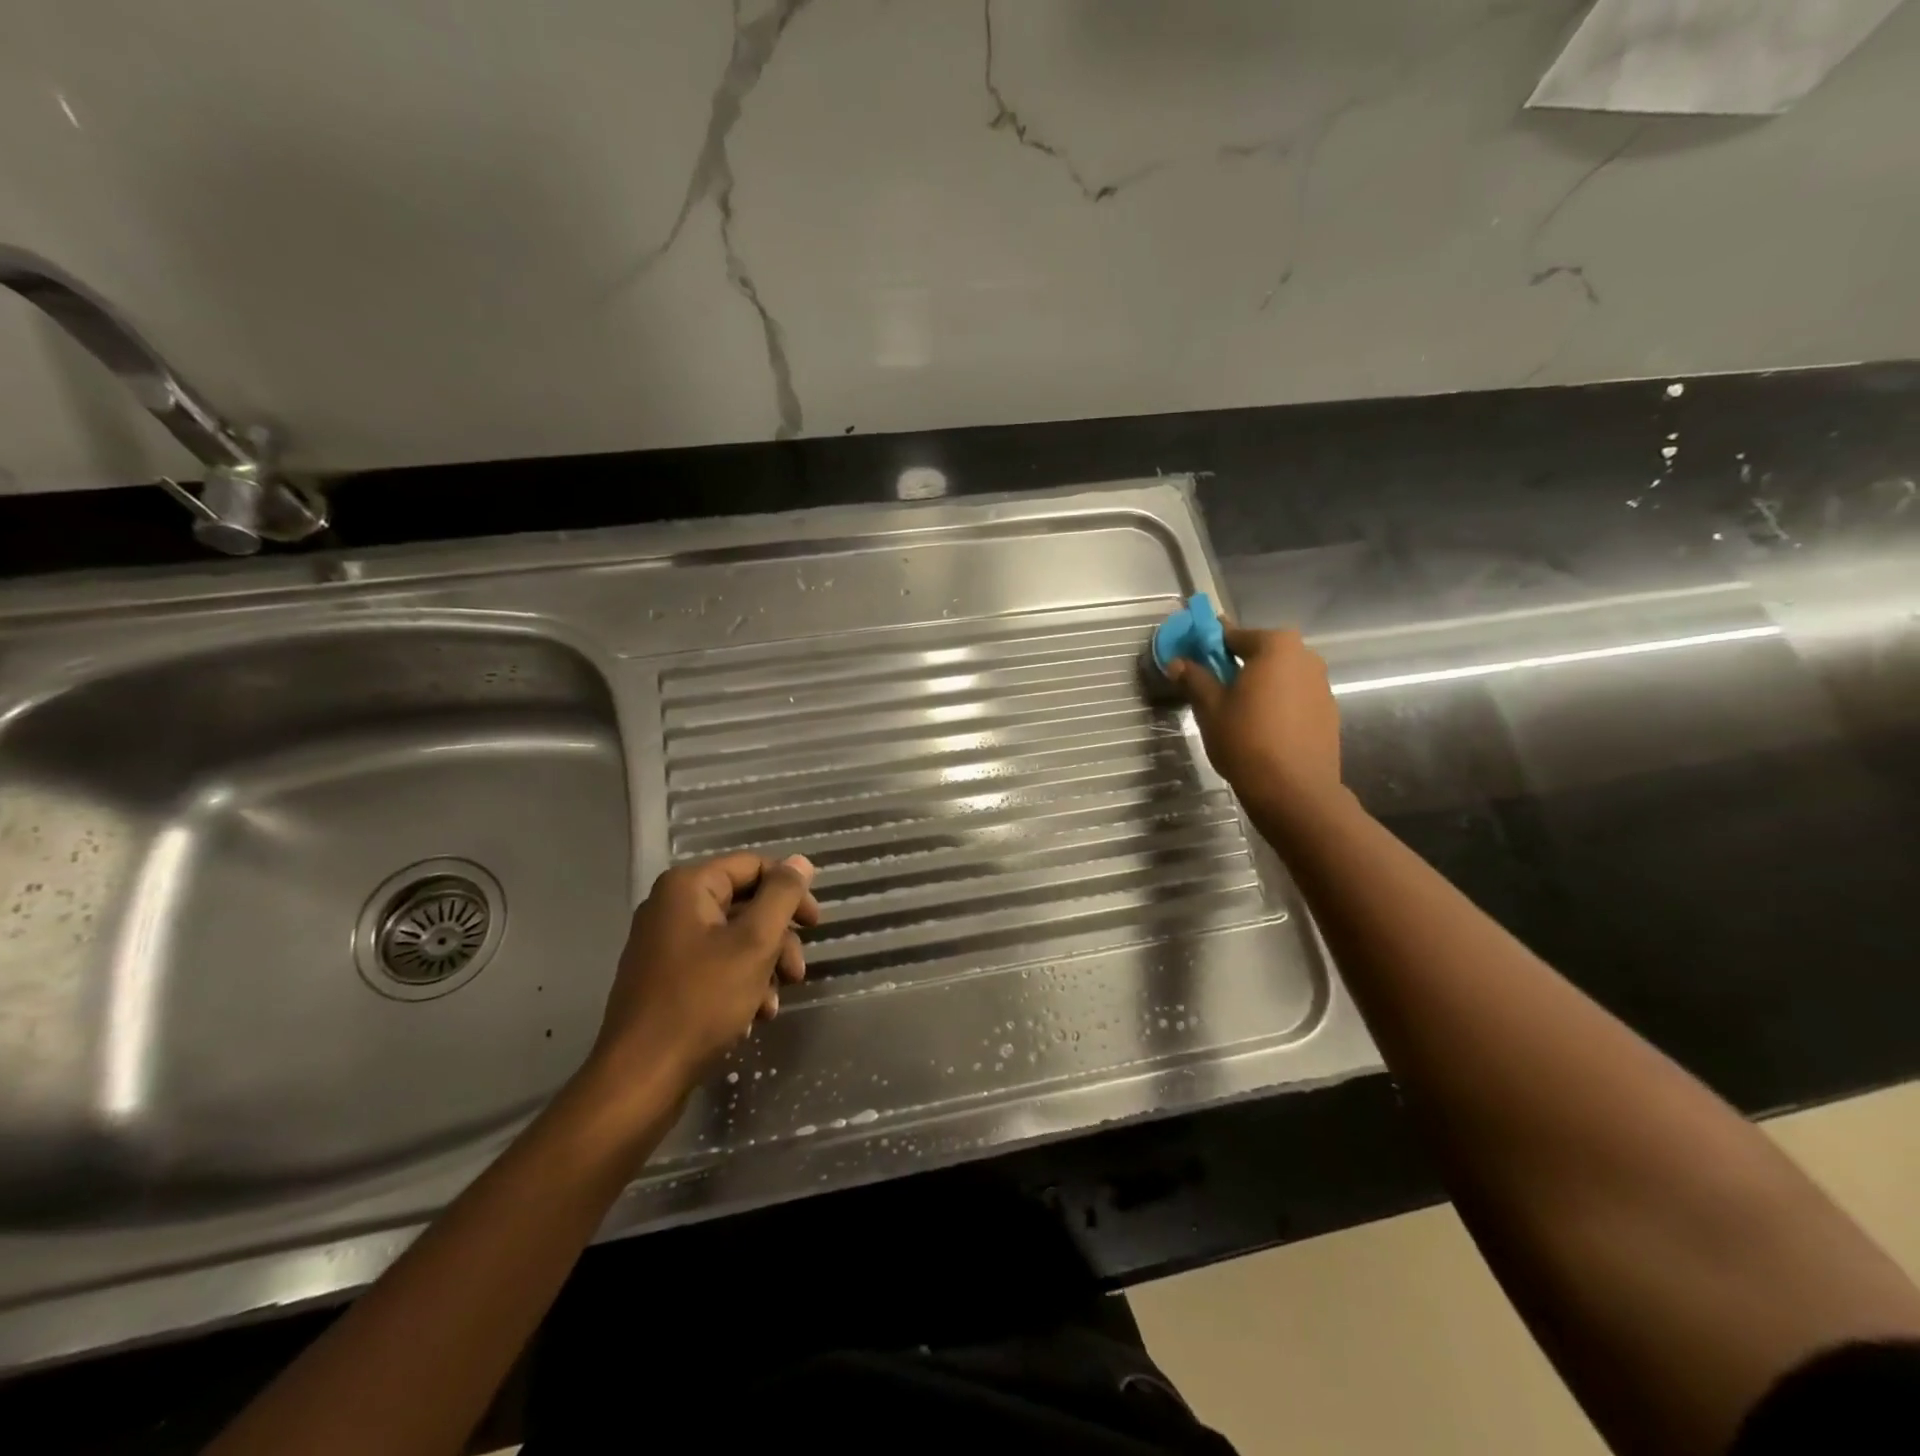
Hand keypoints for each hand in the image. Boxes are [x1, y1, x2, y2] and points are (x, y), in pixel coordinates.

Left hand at [587, 852, 819, 1094]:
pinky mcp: (664, 979)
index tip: (815, 926)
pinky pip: (714, 966)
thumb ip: (782, 896)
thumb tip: (800, 861)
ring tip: (773, 1005)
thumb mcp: (754, 943)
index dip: (790, 891)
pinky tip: (752, 1017)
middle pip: (745, 905)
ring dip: (763, 968)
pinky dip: (740, 985)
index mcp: (687, 887)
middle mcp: (671, 907)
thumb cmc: (701, 1002)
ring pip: (733, 940)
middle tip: (797, 973)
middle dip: (778, 939)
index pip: (754, 867)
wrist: (641, 1078)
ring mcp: (664, 945)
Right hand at [1167, 625, 1343, 825]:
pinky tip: (1262, 729)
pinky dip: (1278, 704)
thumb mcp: (1210, 707)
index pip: (1234, 635)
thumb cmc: (1246, 739)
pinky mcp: (1329, 712)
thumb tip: (1178, 663)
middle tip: (1214, 689)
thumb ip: (1194, 678)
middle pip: (1262, 653)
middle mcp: (1305, 656)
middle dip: (1238, 665)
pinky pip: (1295, 698)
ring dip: (1260, 685)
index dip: (1209, 645)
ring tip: (1238, 713)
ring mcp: (1322, 684)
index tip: (1193, 658)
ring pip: (1280, 676)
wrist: (1294, 789)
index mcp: (1276, 646)